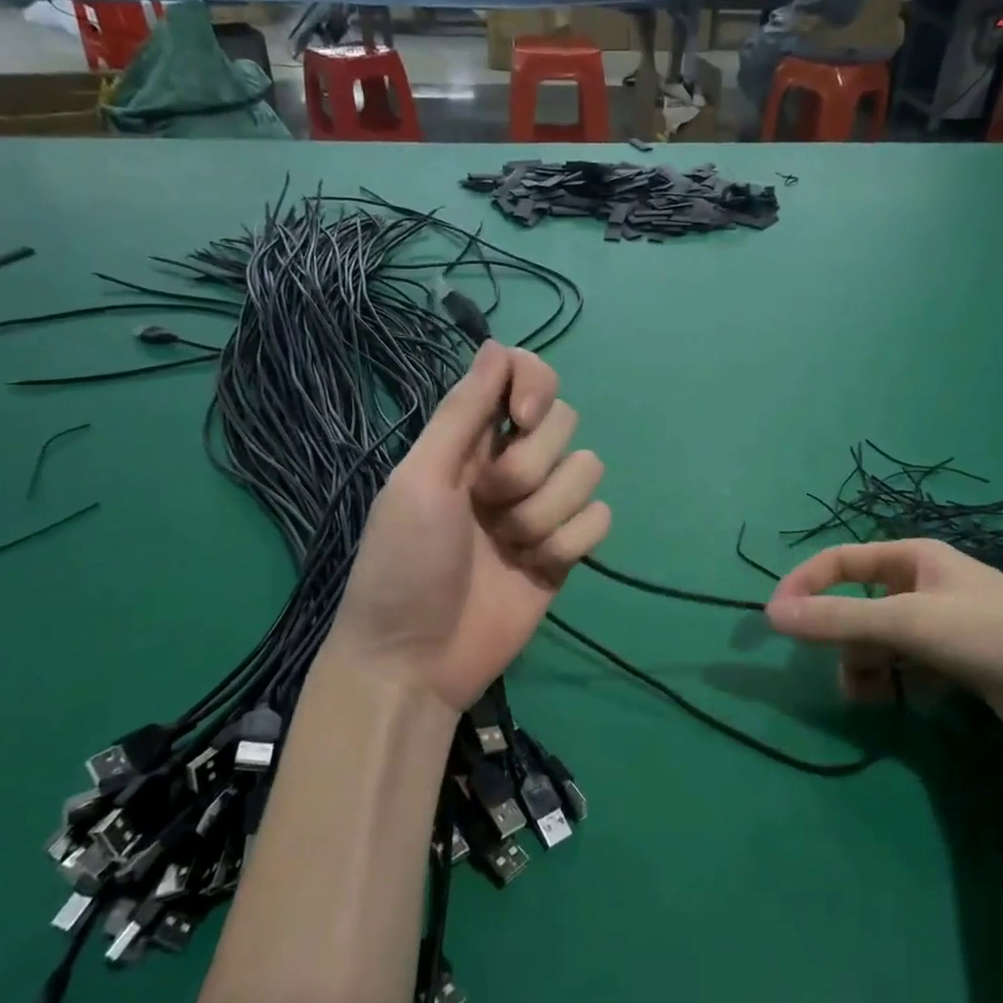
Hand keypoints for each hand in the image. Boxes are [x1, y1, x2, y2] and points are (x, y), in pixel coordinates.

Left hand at [322, 341, 610, 713]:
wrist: (416, 658)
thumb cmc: (403, 563)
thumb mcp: (420, 479)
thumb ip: (461, 413)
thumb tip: (495, 344)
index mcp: (472, 440)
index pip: (525, 376)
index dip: (534, 385)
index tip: (520, 418)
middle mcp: (512, 465)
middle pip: (564, 422)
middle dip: (529, 467)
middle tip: (487, 504)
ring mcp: (542, 508)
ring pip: (588, 470)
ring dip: (546, 512)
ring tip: (506, 546)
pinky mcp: (566, 550)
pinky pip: (599, 519)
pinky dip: (569, 543)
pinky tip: (534, 568)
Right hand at [764, 539, 1002, 742]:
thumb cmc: (989, 632)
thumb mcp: (906, 621)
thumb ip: (837, 619)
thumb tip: (771, 615)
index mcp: (915, 557)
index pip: (842, 560)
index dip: (806, 584)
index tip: (778, 618)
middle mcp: (927, 584)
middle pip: (861, 606)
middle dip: (845, 640)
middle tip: (840, 673)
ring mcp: (946, 624)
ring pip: (883, 641)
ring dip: (868, 668)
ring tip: (870, 699)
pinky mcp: (962, 660)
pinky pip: (910, 666)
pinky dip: (900, 682)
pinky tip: (911, 702)